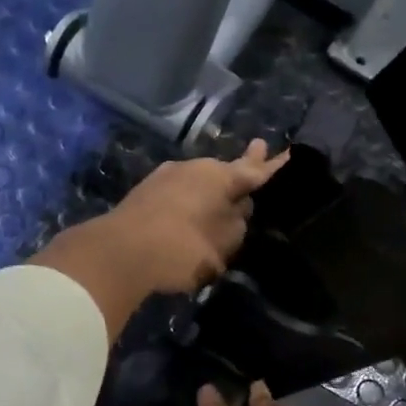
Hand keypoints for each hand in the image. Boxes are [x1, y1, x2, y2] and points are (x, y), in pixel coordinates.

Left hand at [30, 141, 288, 340]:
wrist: (118, 253)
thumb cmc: (182, 248)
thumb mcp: (223, 244)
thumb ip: (237, 225)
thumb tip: (238, 210)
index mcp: (219, 176)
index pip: (254, 170)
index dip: (272, 166)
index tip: (287, 153)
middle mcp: (192, 168)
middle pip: (224, 171)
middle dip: (241, 168)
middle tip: (258, 152)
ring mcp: (164, 178)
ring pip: (198, 181)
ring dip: (211, 188)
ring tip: (223, 194)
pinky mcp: (143, 194)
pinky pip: (178, 194)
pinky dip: (190, 200)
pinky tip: (190, 209)